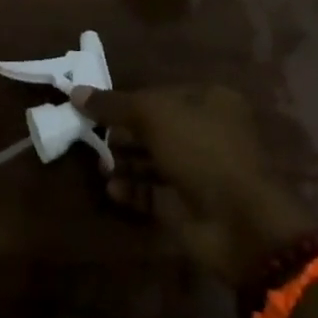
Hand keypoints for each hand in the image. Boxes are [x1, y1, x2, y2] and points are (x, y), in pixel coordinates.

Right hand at [72, 83, 317, 283]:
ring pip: (154, 160)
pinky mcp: (189, 208)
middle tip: (92, 135)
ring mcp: (199, 172)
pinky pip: (155, 193)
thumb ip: (114, 104)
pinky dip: (133, 189)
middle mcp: (206, 132)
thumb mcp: (154, 115)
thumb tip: (76, 92)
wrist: (241, 225)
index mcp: (209, 101)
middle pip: (156, 127)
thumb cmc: (202, 151)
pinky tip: (111, 188)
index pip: (161, 93)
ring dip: (126, 161)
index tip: (98, 106)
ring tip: (99, 163)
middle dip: (124, 132)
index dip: (129, 99)